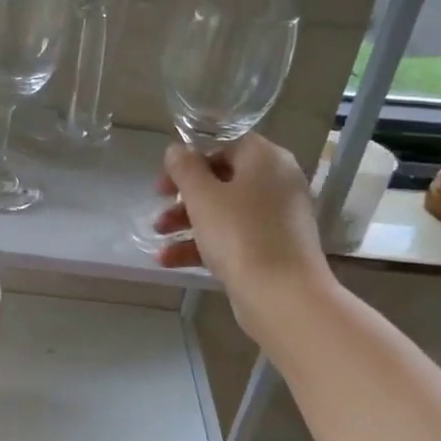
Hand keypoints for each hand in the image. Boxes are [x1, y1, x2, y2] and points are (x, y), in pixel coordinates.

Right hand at [153, 135, 335, 342]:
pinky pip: (234, 237)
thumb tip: (177, 150)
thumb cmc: (240, 235)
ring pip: (225, 211)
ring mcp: (277, 217)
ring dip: (187, 222)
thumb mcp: (203, 196)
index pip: (226, 145)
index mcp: (266, 159)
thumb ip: (185, 168)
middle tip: (158, 207)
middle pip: (223, 180)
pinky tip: (169, 260)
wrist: (282, 295)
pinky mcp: (272, 248)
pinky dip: (204, 245)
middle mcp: (277, 182)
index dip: (191, 159)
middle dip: (185, 197)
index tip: (166, 179)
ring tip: (158, 237)